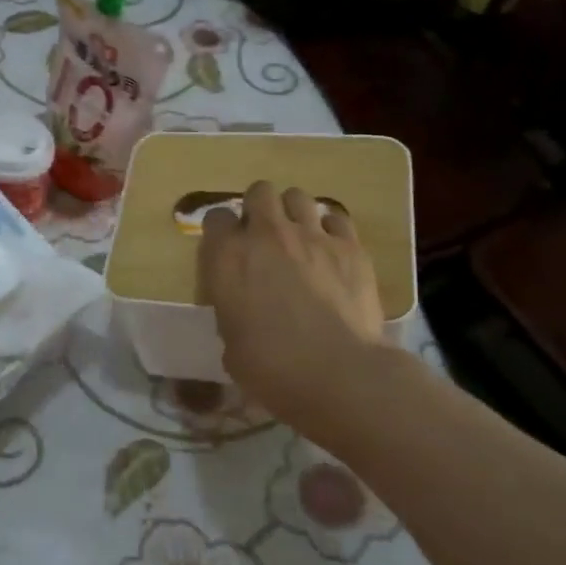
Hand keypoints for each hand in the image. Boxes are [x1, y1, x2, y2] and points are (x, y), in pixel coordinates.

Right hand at [199, 180, 383, 412]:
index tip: (227, 250)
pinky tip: (331, 250)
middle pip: (259, 192)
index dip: (222, 232)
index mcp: (228, 256)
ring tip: (298, 237)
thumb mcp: (230, 343)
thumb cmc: (271, 367)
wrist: (338, 373)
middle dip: (259, 208)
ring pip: (298, 196)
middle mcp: (266, 234)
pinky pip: (337, 219)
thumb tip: (242, 311)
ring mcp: (311, 235)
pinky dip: (330, 229)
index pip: (216, 217)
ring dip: (293, 212)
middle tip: (263, 236)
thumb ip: (232, 311)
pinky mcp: (349, 246)